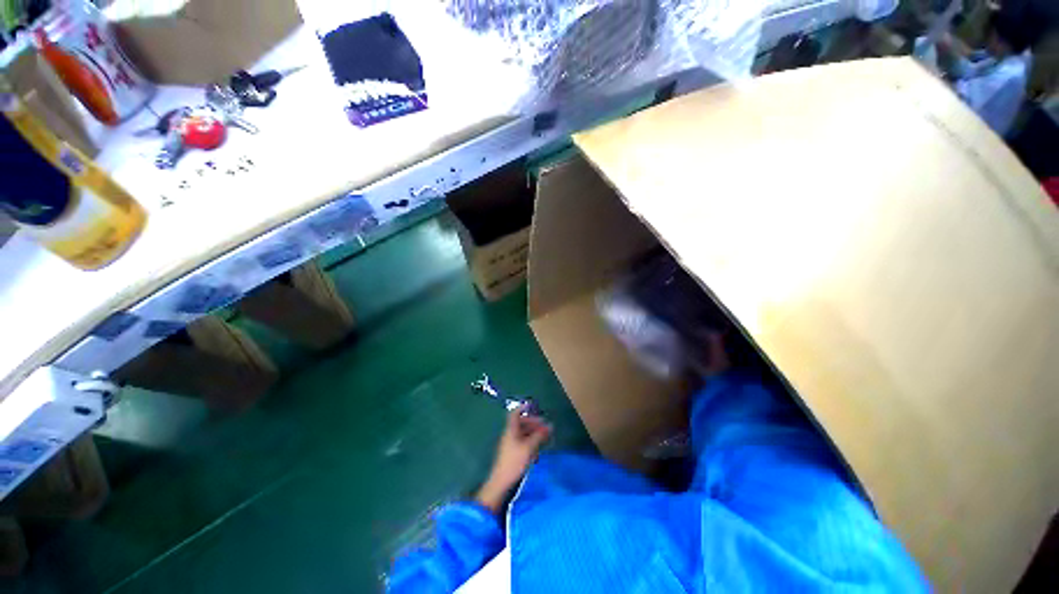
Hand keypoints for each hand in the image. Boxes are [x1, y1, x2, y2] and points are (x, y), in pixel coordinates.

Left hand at [475, 406, 551, 512]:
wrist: (501, 483)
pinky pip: (522, 443)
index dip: (523, 407)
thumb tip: (549, 426)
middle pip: (521, 423)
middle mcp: (509, 434)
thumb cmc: (514, 462)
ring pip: (522, 434)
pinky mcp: (512, 454)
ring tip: (544, 438)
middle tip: (545, 427)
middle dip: (533, 423)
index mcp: (511, 429)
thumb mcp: (529, 447)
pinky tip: (537, 451)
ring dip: (533, 434)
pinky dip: (530, 443)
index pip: (515, 413)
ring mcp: (510, 444)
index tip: (533, 406)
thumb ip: (539, 436)